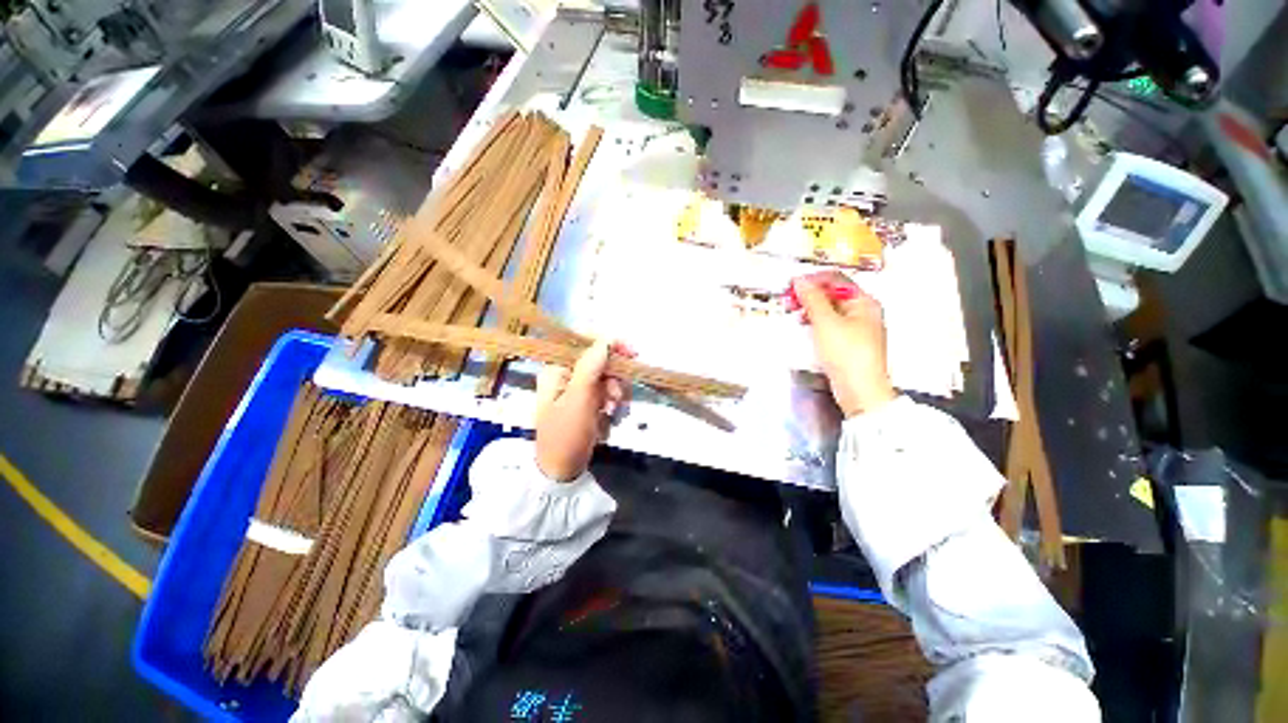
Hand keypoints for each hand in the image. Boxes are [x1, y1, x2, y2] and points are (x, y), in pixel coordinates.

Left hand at [534, 339, 631, 481]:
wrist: (562, 472)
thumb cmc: (566, 435)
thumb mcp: (579, 399)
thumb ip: (591, 367)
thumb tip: (605, 339)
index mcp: (556, 369)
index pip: (585, 344)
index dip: (610, 345)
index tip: (632, 354)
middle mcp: (566, 376)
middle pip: (600, 363)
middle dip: (614, 379)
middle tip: (616, 399)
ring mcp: (576, 391)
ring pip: (607, 379)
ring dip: (616, 394)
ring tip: (612, 413)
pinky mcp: (586, 404)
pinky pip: (607, 394)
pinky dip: (613, 405)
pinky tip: (610, 419)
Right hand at [792, 271, 896, 417]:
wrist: (859, 390)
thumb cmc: (847, 354)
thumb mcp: (826, 322)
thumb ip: (812, 299)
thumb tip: (800, 281)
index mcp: (864, 302)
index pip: (835, 279)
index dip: (812, 279)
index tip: (791, 286)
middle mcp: (863, 312)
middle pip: (833, 294)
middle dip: (809, 294)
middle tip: (789, 300)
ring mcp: (856, 328)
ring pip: (829, 310)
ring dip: (810, 308)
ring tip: (793, 313)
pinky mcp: (848, 343)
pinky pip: (829, 324)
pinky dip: (815, 322)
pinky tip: (804, 326)